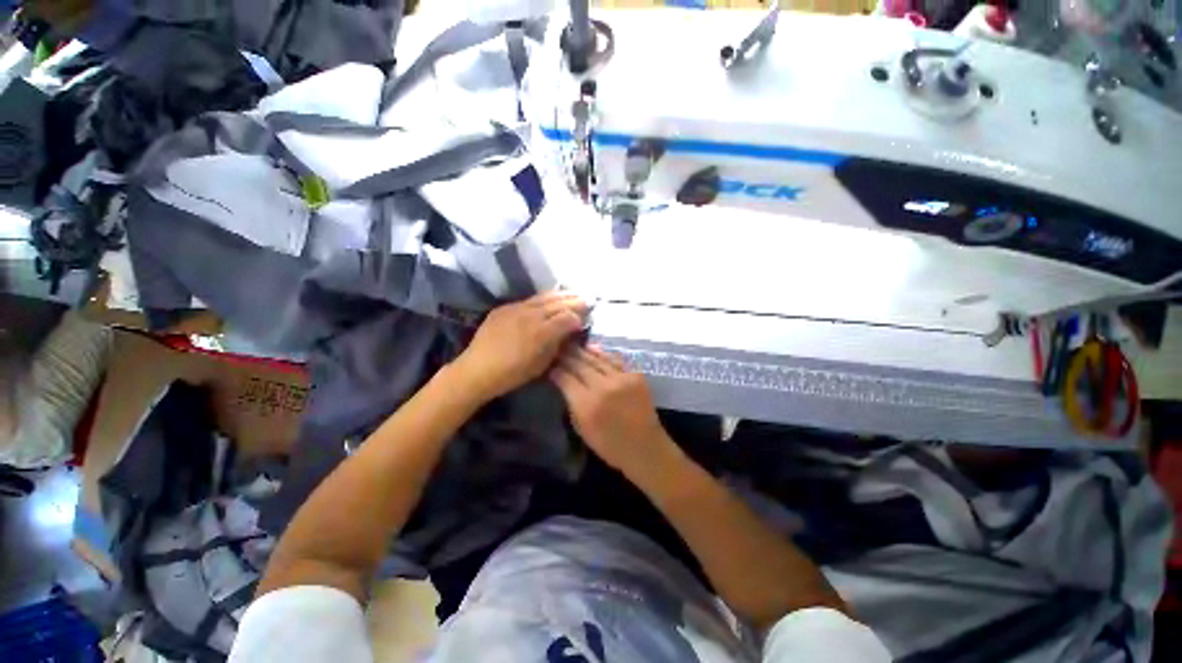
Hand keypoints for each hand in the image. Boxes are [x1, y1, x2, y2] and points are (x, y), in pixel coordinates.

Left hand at [453, 291, 586, 400]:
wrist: (477, 370)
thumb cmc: (512, 374)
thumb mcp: (540, 365)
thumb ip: (556, 345)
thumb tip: (566, 334)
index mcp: (541, 332)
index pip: (567, 318)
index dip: (578, 318)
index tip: (584, 321)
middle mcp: (531, 315)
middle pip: (558, 303)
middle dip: (574, 301)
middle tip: (587, 299)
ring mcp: (516, 308)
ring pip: (544, 297)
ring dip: (561, 295)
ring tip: (573, 293)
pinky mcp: (505, 308)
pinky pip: (528, 300)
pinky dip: (543, 299)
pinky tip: (549, 299)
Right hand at [549, 345, 675, 476]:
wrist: (645, 447)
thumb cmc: (609, 445)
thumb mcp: (582, 429)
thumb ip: (571, 403)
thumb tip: (563, 382)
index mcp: (587, 404)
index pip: (566, 378)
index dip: (556, 370)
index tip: (549, 365)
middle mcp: (603, 387)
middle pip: (580, 364)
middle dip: (566, 356)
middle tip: (558, 349)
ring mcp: (622, 378)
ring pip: (597, 358)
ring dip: (583, 351)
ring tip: (572, 345)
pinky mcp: (636, 375)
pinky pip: (615, 359)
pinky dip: (602, 353)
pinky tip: (593, 349)